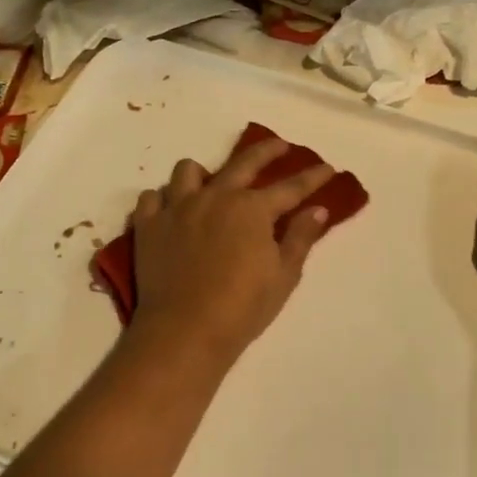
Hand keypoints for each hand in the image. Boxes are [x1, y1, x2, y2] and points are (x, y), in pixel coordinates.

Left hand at [128, 136, 335, 366]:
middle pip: (243, 162)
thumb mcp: (284, 275)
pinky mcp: (148, 225)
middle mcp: (215, 197)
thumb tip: (318, 210)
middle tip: (279, 147)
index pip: (291, 187)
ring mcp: (177, 208)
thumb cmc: (243, 307)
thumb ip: (301, 238)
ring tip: (209, 185)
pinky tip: (171, 212)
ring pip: (187, 171)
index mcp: (252, 209)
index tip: (328, 168)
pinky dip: (162, 200)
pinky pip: (152, 198)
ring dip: (202, 174)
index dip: (313, 177)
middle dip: (266, 151)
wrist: (185, 330)